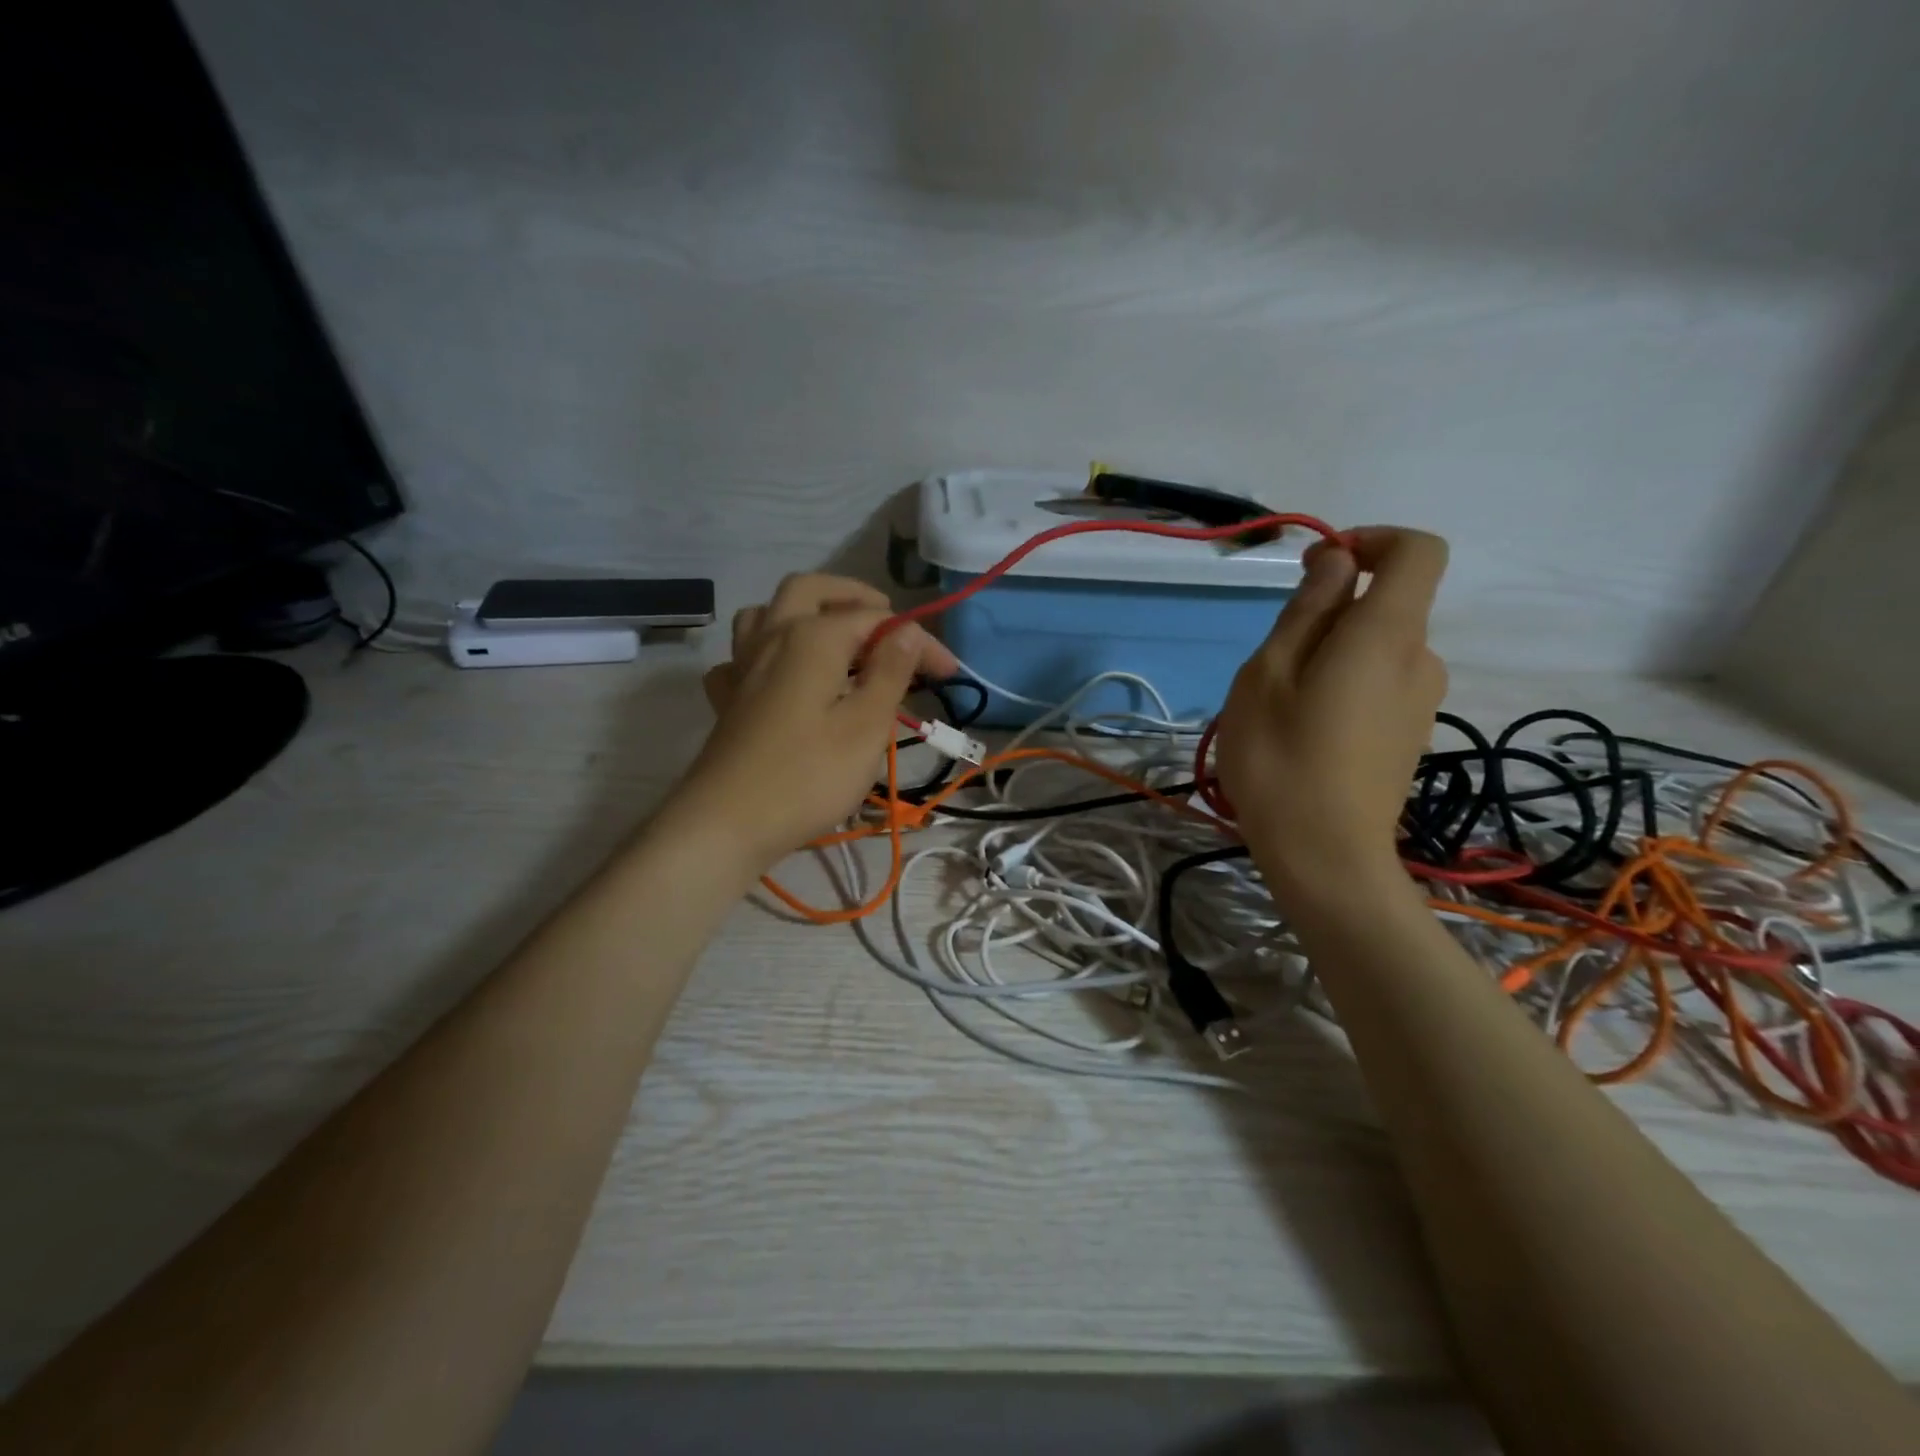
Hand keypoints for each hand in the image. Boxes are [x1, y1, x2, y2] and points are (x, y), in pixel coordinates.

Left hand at [672, 574, 958, 870]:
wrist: (727, 824)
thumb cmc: (808, 776)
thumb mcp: (866, 726)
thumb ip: (890, 672)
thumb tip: (908, 631)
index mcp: (812, 638)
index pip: (877, 621)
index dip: (918, 641)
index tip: (948, 673)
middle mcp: (773, 637)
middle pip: (810, 591)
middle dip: (853, 597)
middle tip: (886, 622)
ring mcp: (742, 667)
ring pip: (767, 613)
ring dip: (804, 614)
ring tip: (835, 639)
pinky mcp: (728, 699)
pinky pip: (743, 657)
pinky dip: (767, 654)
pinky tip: (782, 679)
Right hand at [1213, 527, 1448, 908]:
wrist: (1325, 857)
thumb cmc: (1281, 757)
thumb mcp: (1269, 673)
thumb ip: (1308, 610)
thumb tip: (1338, 561)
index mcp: (1387, 633)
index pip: (1418, 550)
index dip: (1373, 541)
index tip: (1319, 569)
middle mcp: (1420, 659)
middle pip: (1388, 604)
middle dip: (1330, 613)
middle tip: (1273, 662)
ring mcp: (1421, 701)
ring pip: (1376, 648)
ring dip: (1330, 654)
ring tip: (1281, 704)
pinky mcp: (1410, 735)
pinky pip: (1379, 683)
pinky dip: (1343, 684)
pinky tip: (1305, 731)